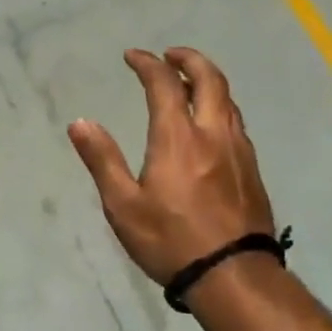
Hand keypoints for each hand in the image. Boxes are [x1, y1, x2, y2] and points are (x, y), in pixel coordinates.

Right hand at [68, 48, 274, 284]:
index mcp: (178, 138)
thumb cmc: (170, 241)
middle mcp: (213, 134)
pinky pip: (236, 122)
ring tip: (188, 83)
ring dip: (207, 81)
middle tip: (169, 55)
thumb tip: (80, 123)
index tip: (132, 56)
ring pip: (228, 99)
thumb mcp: (123, 205)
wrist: (233, 275)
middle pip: (209, 79)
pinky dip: (220, 106)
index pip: (164, 84)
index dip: (147, 64)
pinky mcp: (251, 169)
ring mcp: (238, 150)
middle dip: (188, 59)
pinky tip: (210, 123)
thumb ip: (102, 160)